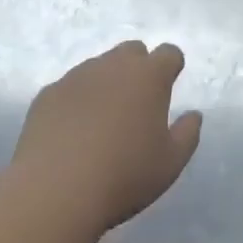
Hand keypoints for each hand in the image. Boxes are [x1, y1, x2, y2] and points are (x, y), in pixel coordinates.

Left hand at [8, 41, 202, 242]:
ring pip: (99, 66)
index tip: (169, 87)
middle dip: (138, 68)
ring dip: (106, 83)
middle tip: (136, 103)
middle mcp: (114, 64)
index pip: (169, 53)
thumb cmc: (123, 176)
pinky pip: (69, 88)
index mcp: (149, 75)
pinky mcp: (48, 93)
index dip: (171, 67)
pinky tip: (71, 132)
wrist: (54, 192)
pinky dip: (76, 101)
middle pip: (132, 50)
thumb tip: (193, 115)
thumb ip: (188, 134)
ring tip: (101, 121)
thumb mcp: (170, 164)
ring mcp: (77, 75)